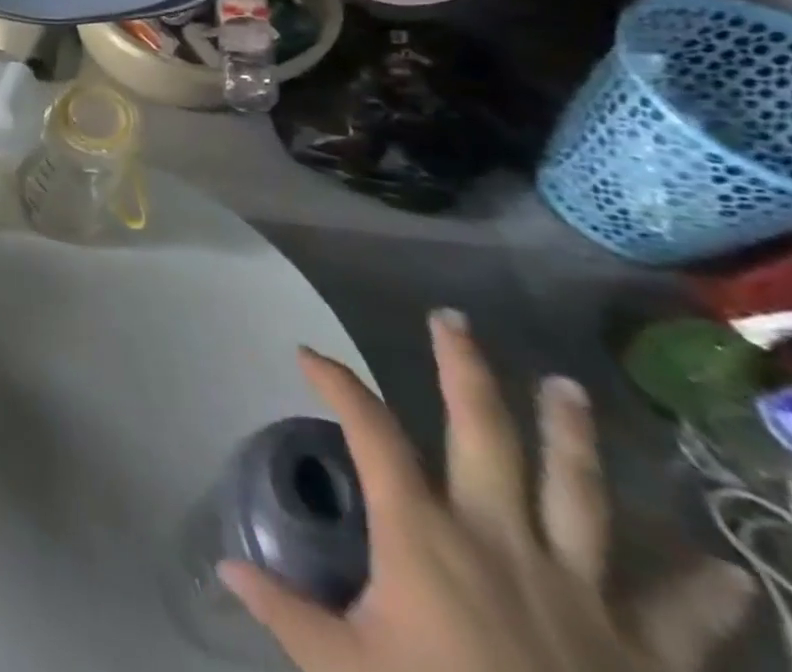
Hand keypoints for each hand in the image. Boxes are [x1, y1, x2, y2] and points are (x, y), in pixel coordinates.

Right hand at [220, 310, 755, 671]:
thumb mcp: (345, 671)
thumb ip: (286, 613)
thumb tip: (228, 568)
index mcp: (424, 535)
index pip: (370, 433)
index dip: (338, 385)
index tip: (309, 354)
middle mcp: (498, 538)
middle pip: (484, 434)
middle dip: (464, 370)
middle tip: (453, 320)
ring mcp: (579, 590)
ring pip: (578, 493)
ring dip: (572, 436)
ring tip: (567, 388)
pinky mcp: (645, 653)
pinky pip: (680, 618)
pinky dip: (704, 594)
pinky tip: (727, 572)